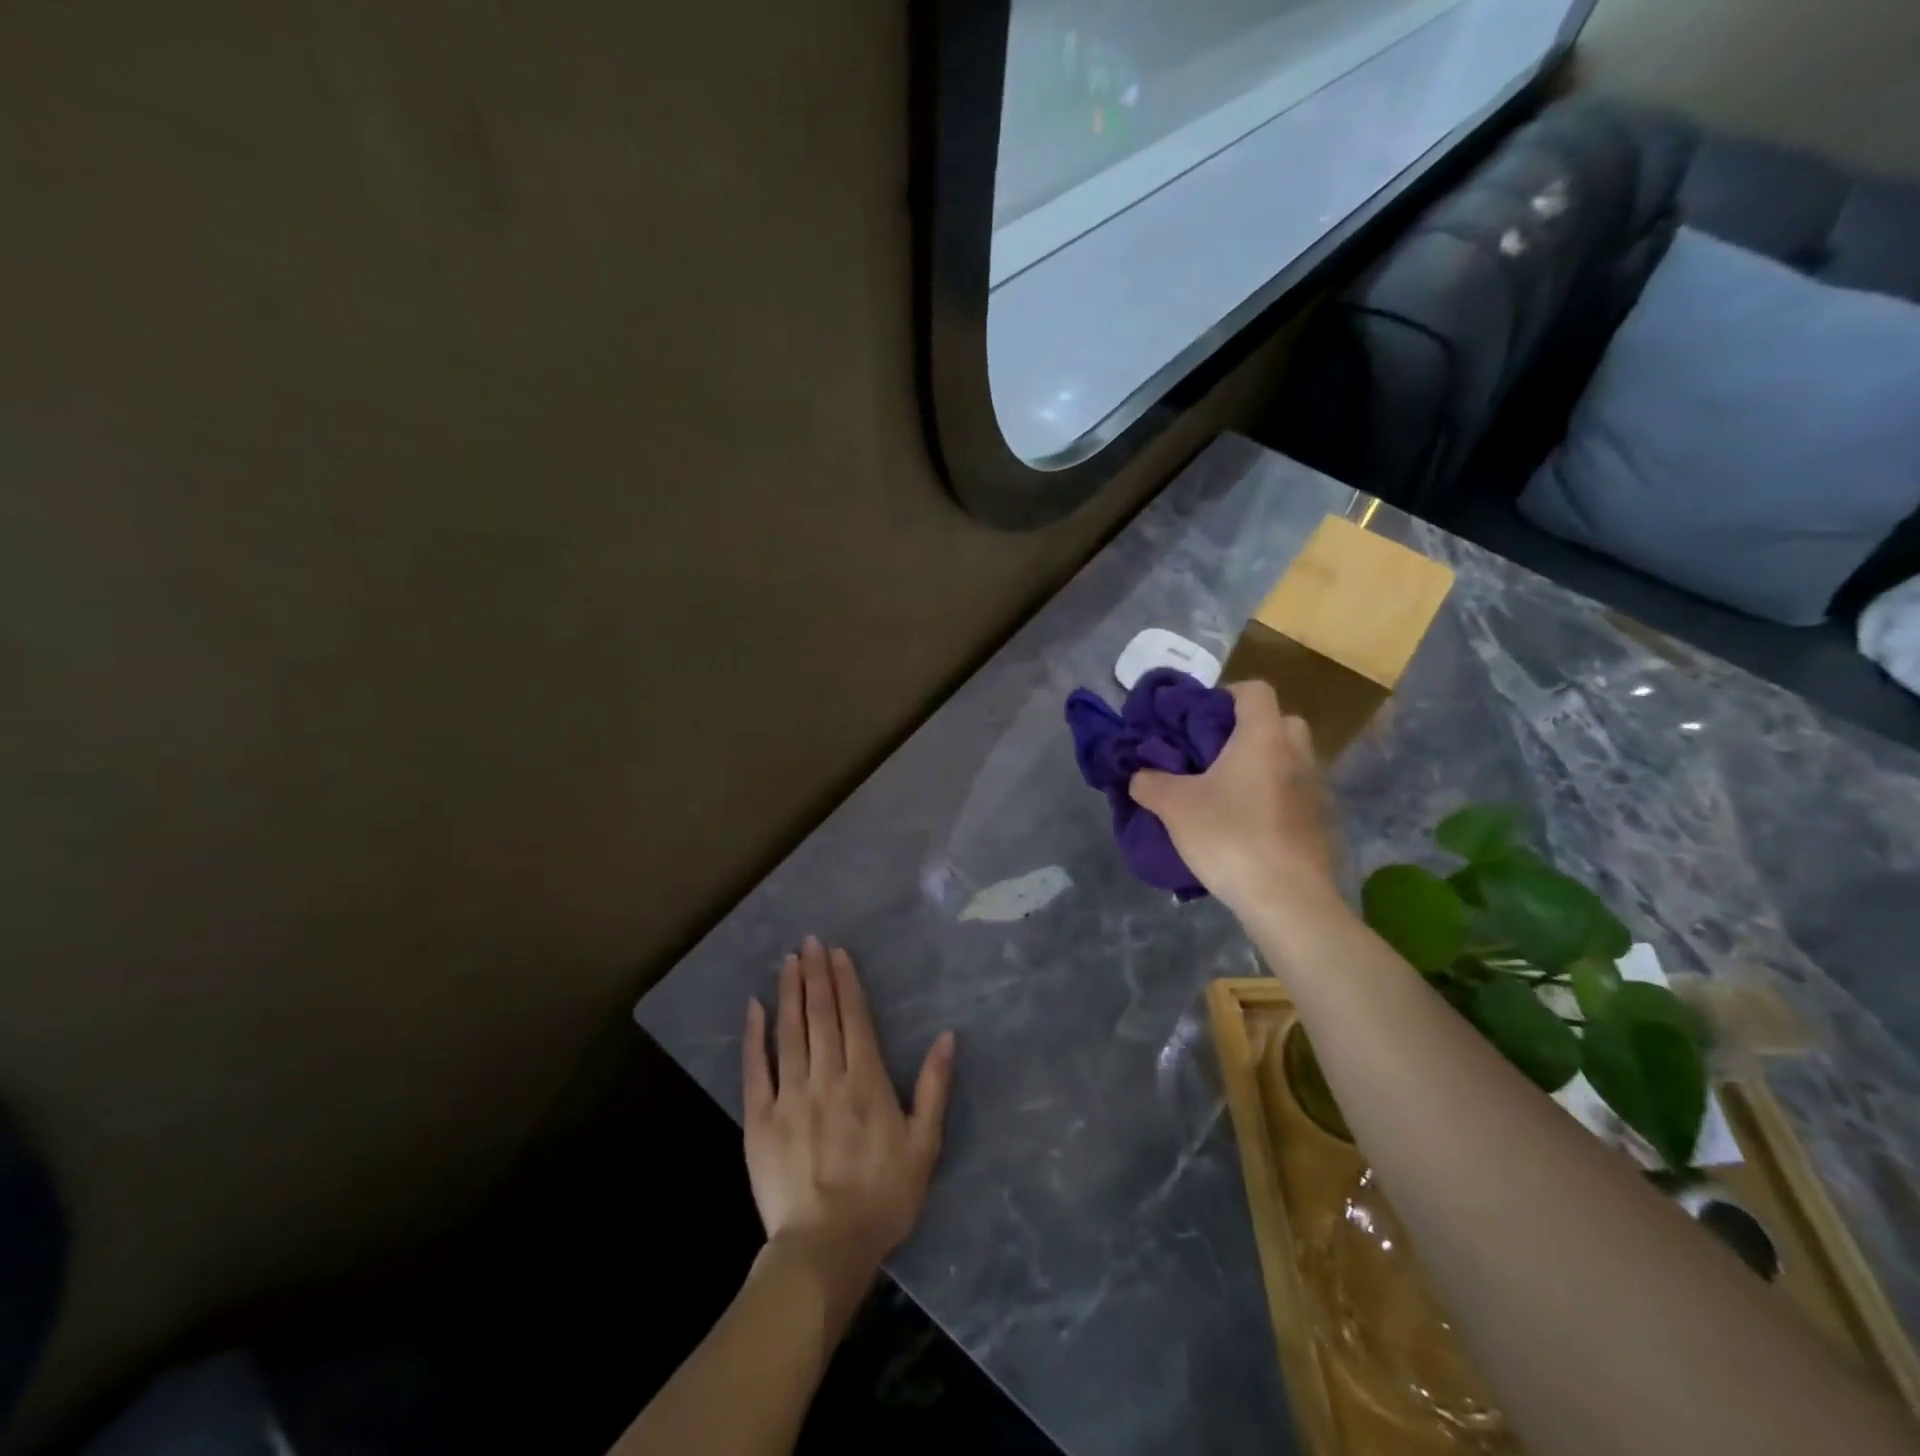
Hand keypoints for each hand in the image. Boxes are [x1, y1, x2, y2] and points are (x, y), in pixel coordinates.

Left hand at [742, 938, 954, 1316]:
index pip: (853, 1017)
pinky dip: (754, 1036)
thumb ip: (935, 1086)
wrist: (824, 1249)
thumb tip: (948, 1036)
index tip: (837, 952)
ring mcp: (789, 1096)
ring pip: (789, 1032)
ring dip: (789, 993)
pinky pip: (756, 1069)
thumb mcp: (924, 1144)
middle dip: (815, 975)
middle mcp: (826, 1076)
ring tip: (788, 961)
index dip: (845, 981)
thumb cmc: (882, 1197)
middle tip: (810, 942)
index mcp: (865, 1080)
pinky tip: (754, 1008)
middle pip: (820, 1015)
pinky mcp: (759, 1119)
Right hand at [1129, 680, 1339, 918]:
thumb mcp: (1174, 807)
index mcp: (1264, 738)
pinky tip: (1249, 827)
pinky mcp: (1323, 824)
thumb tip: (1139, 775)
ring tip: (1228, 794)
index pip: (1255, 690)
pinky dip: (1275, 800)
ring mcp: (1317, 790)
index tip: (1199, 718)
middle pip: (1279, 723)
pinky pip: (1296, 795)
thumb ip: (1150, 783)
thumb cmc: (1230, 837)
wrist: (1288, 899)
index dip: (1226, 695)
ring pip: (1289, 761)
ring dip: (1263, 767)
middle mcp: (1298, 754)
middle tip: (1214, 755)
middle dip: (1248, 731)